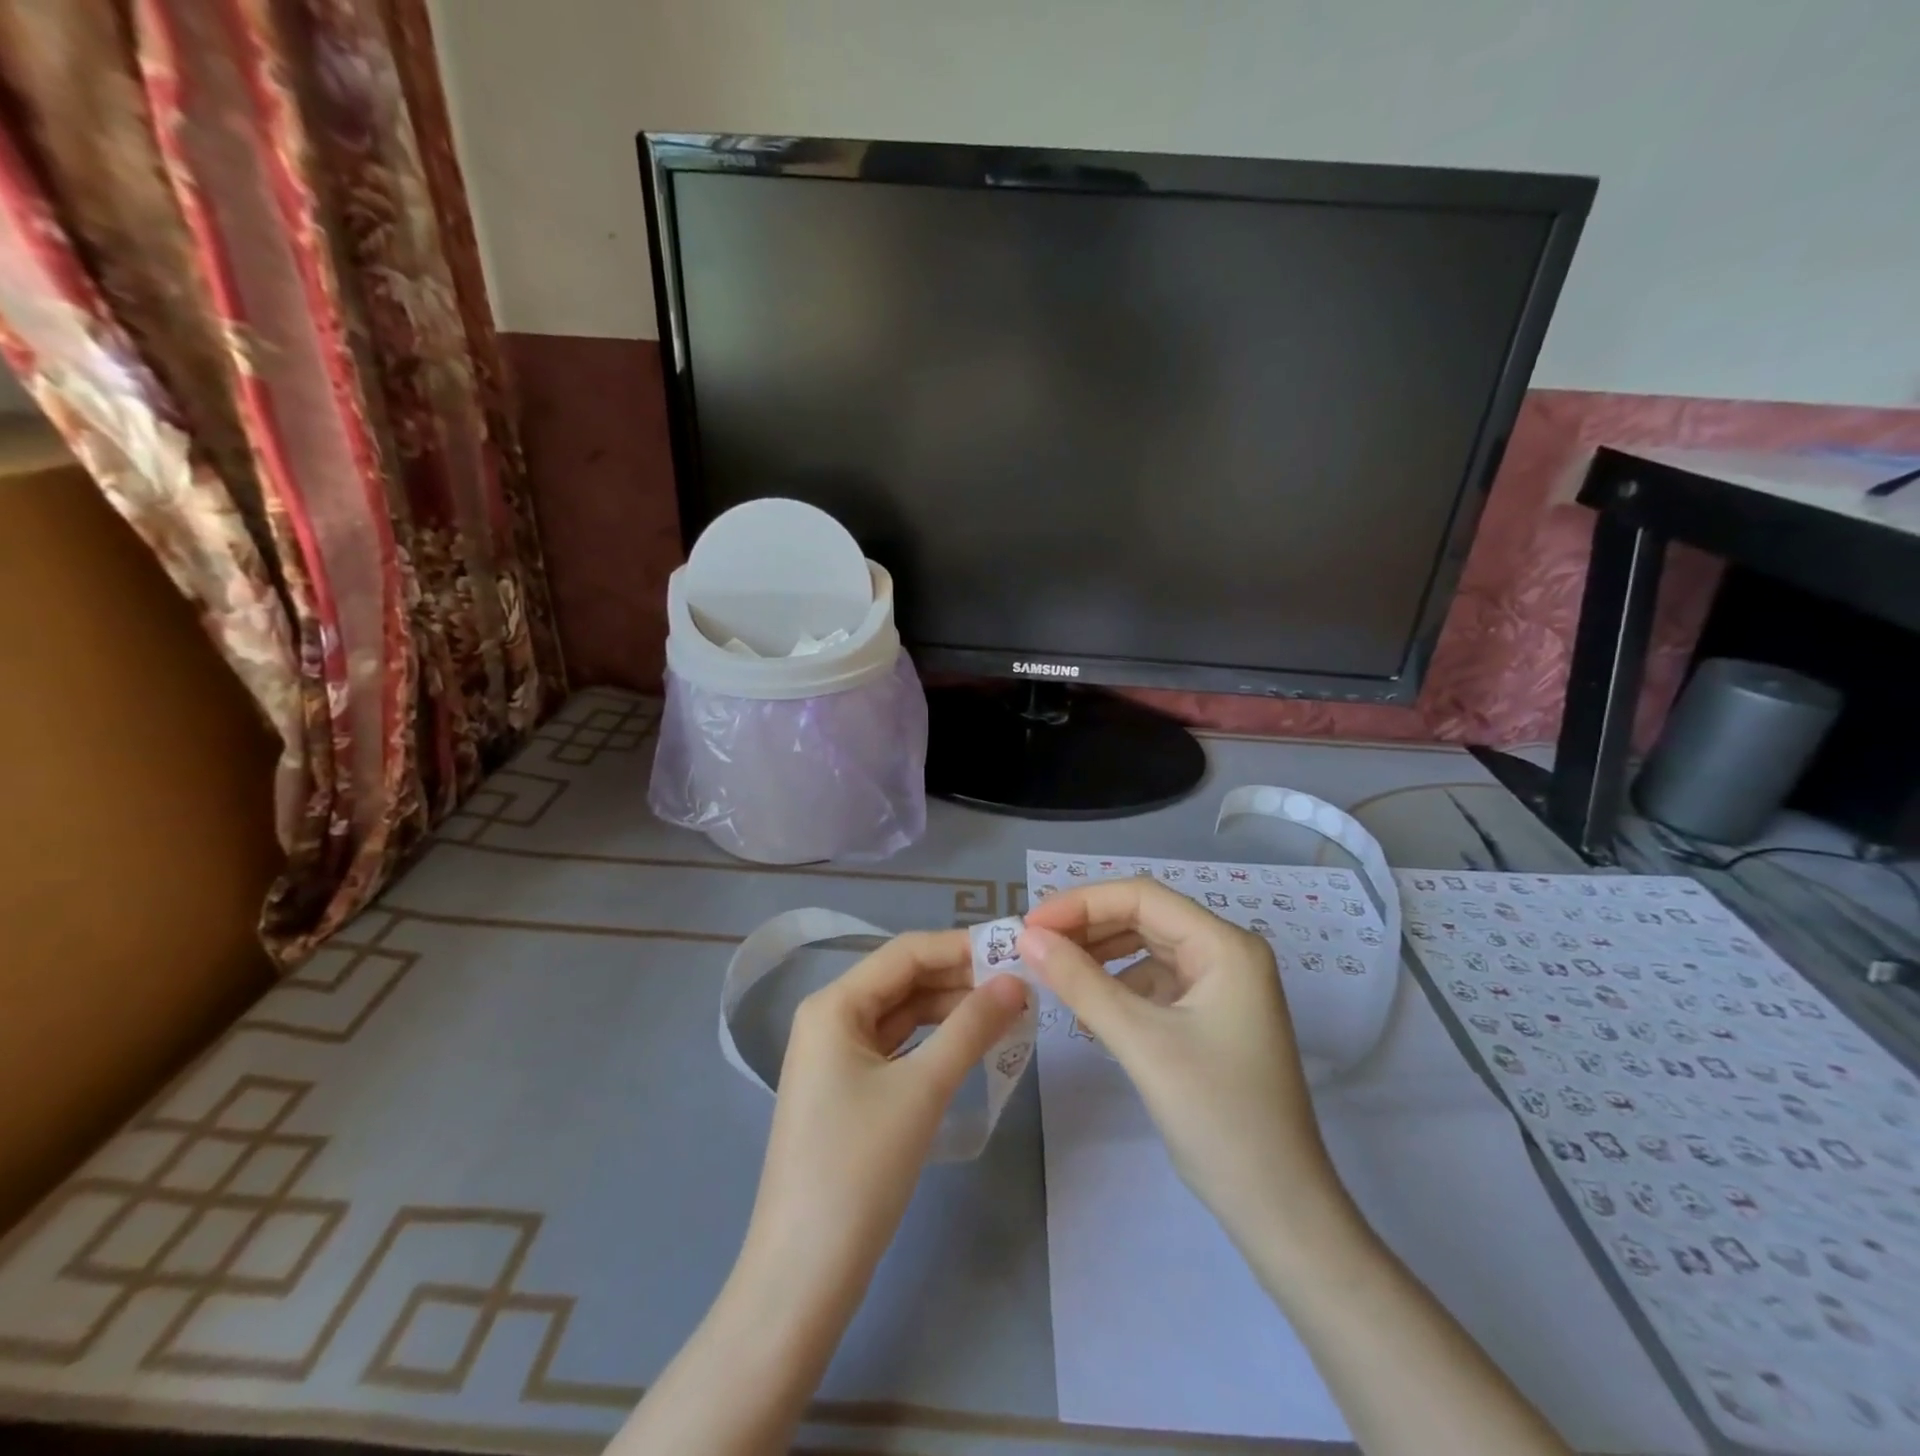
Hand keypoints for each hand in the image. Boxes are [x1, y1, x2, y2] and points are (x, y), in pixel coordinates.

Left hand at [746, 929, 1027, 1287]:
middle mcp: (830, 1019)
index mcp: (834, 1004)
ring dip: (953, 1011)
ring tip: (1009, 1012)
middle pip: (904, 981)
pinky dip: (936, 1042)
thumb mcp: (922, 1089)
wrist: (803, 1273)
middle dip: (961, 979)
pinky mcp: (848, 1090)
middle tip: (1022, 985)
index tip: (1016, 951)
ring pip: (904, 1015)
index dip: (962, 947)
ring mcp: (837, 1056)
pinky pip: (898, 1048)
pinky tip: (974, 1046)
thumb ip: (971, 1027)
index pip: (907, 953)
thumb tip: (1016, 981)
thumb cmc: (859, 1167)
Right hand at [1018, 879, 1349, 1251]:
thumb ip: (1081, 983)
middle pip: (1144, 917)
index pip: (1142, 897)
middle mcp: (1226, 953)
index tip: (1030, 924)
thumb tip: (1027, 937)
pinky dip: (1116, 985)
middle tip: (1032, 945)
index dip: (1081, 902)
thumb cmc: (1217, 1116)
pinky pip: (1153, 981)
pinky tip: (1086, 1006)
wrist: (1277, 1208)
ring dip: (1098, 954)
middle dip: (1086, 927)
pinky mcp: (1209, 1016)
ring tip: (1051, 969)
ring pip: (1146, 948)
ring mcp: (1220, 986)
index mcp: (1225, 946)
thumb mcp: (1142, 1042)